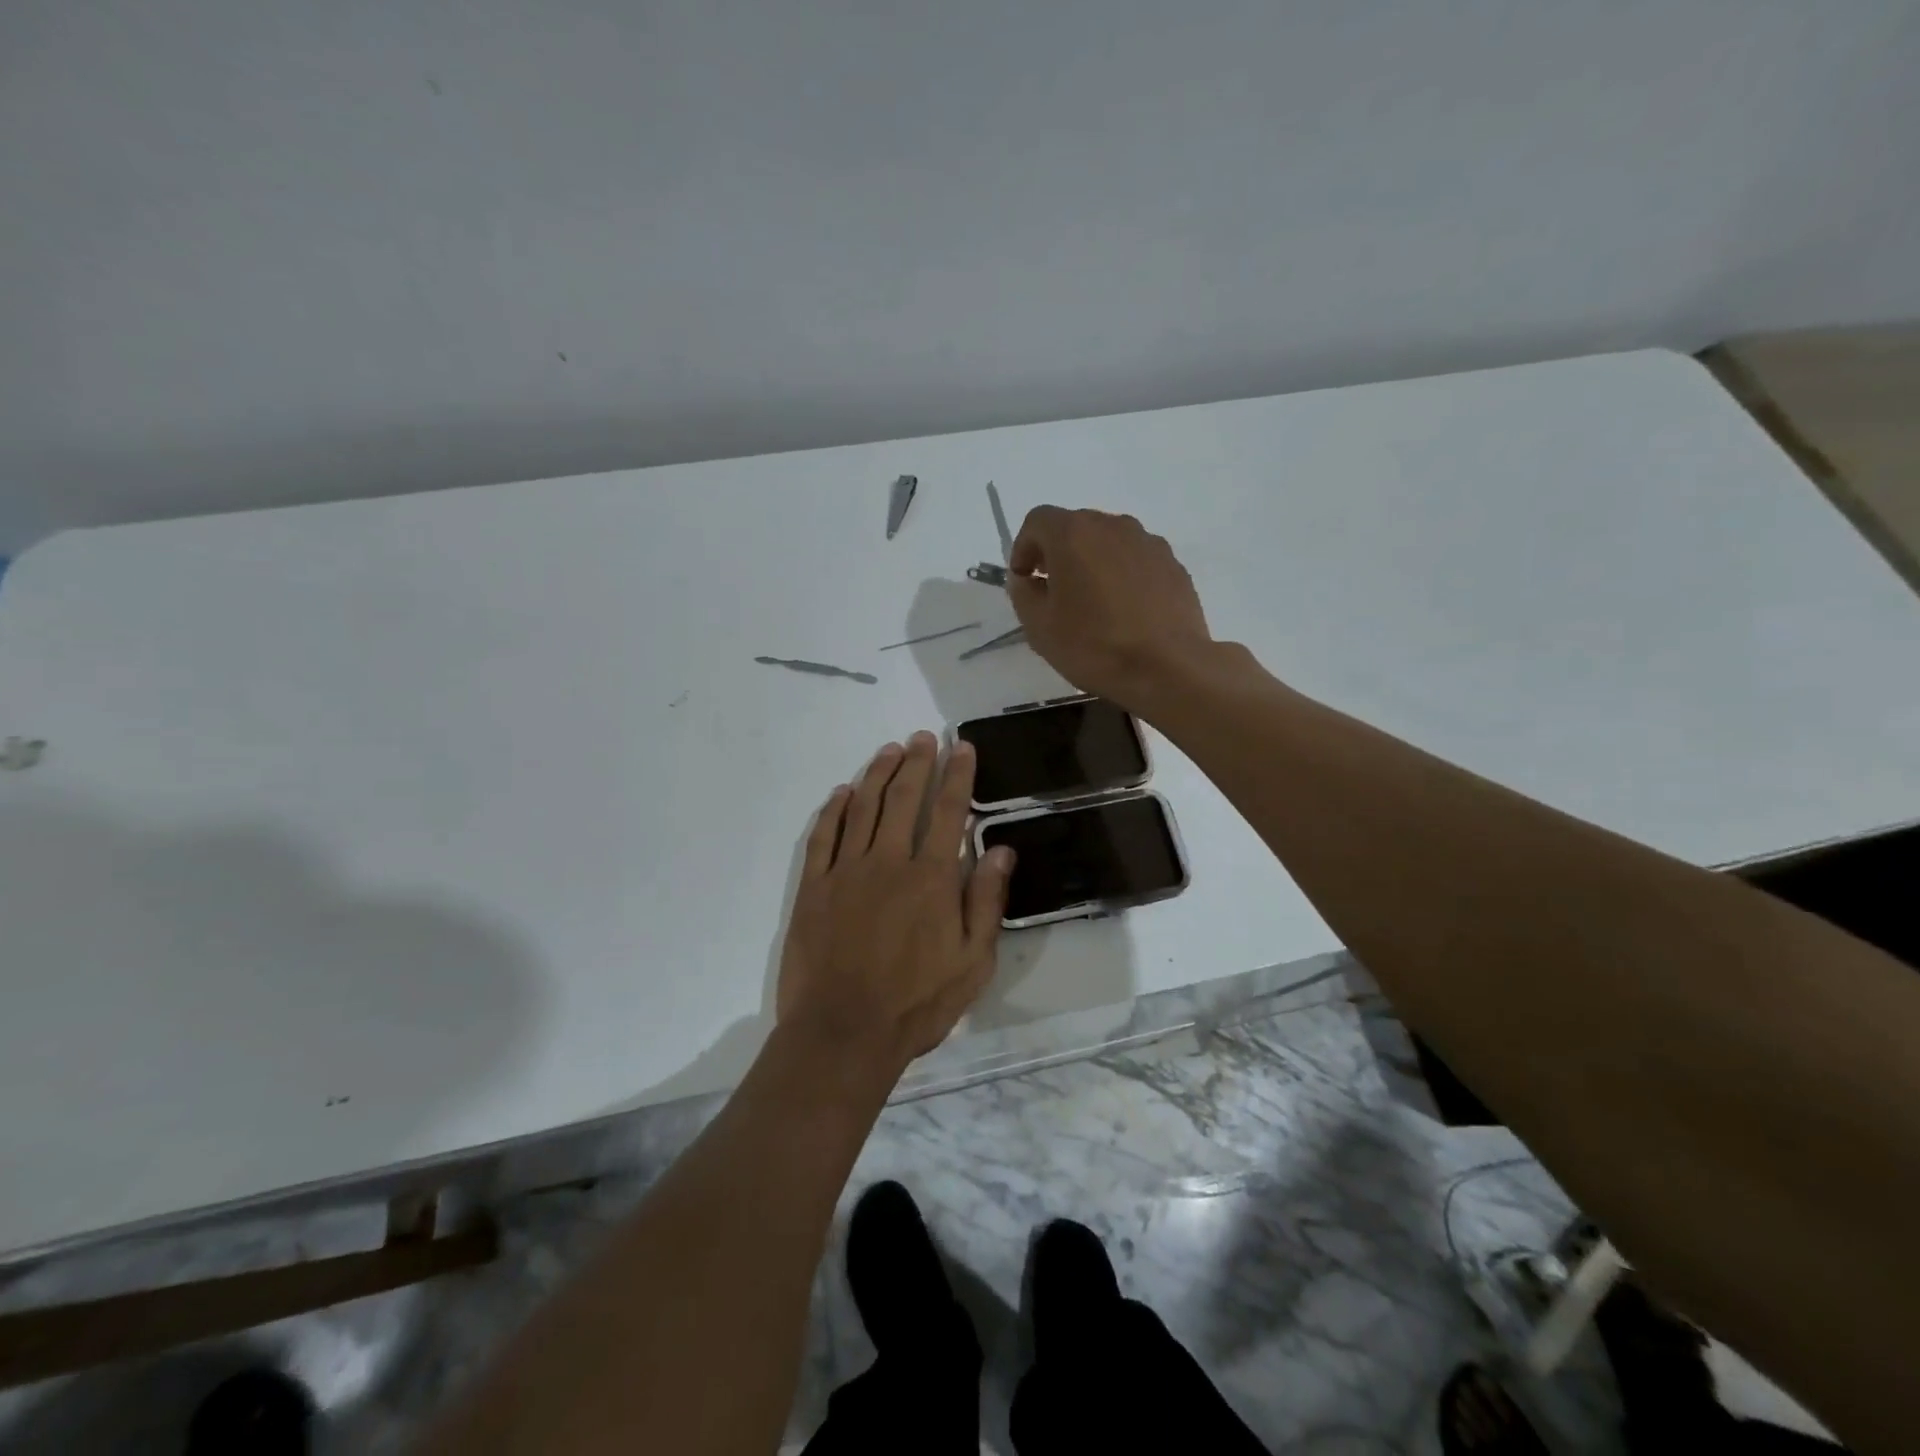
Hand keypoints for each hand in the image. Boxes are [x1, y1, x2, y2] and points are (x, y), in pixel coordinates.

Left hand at [777, 732, 1013, 1073]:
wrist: (843, 1033)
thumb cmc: (916, 1003)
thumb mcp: (972, 963)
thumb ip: (986, 902)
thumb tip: (1001, 851)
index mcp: (931, 878)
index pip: (949, 812)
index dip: (957, 776)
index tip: (961, 748)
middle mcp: (889, 862)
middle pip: (904, 798)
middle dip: (916, 762)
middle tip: (922, 737)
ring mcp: (846, 871)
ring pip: (863, 808)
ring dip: (877, 774)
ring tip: (889, 749)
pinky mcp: (813, 888)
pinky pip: (823, 836)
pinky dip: (834, 809)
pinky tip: (843, 791)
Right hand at [1008, 507, 1215, 711]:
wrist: (1168, 668)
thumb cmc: (1094, 646)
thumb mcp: (1039, 627)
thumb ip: (1023, 594)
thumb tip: (1026, 579)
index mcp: (1074, 534)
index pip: (1038, 521)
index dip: (1023, 548)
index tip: (1024, 580)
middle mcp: (1113, 526)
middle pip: (1076, 527)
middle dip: (1058, 554)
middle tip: (1053, 593)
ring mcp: (1148, 543)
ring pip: (1109, 543)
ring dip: (1092, 563)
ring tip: (1092, 604)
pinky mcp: (1173, 565)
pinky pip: (1136, 561)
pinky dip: (1122, 576)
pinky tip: (1124, 612)